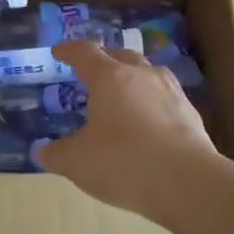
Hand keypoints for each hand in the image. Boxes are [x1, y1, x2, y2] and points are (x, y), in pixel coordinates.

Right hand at [36, 40, 221, 222]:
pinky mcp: (191, 114)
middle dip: (105, 60)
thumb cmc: (123, 163)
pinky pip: (165, 98)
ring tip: (123, 96)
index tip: (59, 52)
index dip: (69, 50)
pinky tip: (149, 123)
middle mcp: (141, 75)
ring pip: (148, 74)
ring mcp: (171, 92)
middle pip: (121, 55)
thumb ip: (56, 154)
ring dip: (132, 79)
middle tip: (93, 74)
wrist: (188, 183)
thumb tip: (41, 152)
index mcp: (109, 78)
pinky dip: (152, 103)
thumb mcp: (77, 163)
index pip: (85, 52)